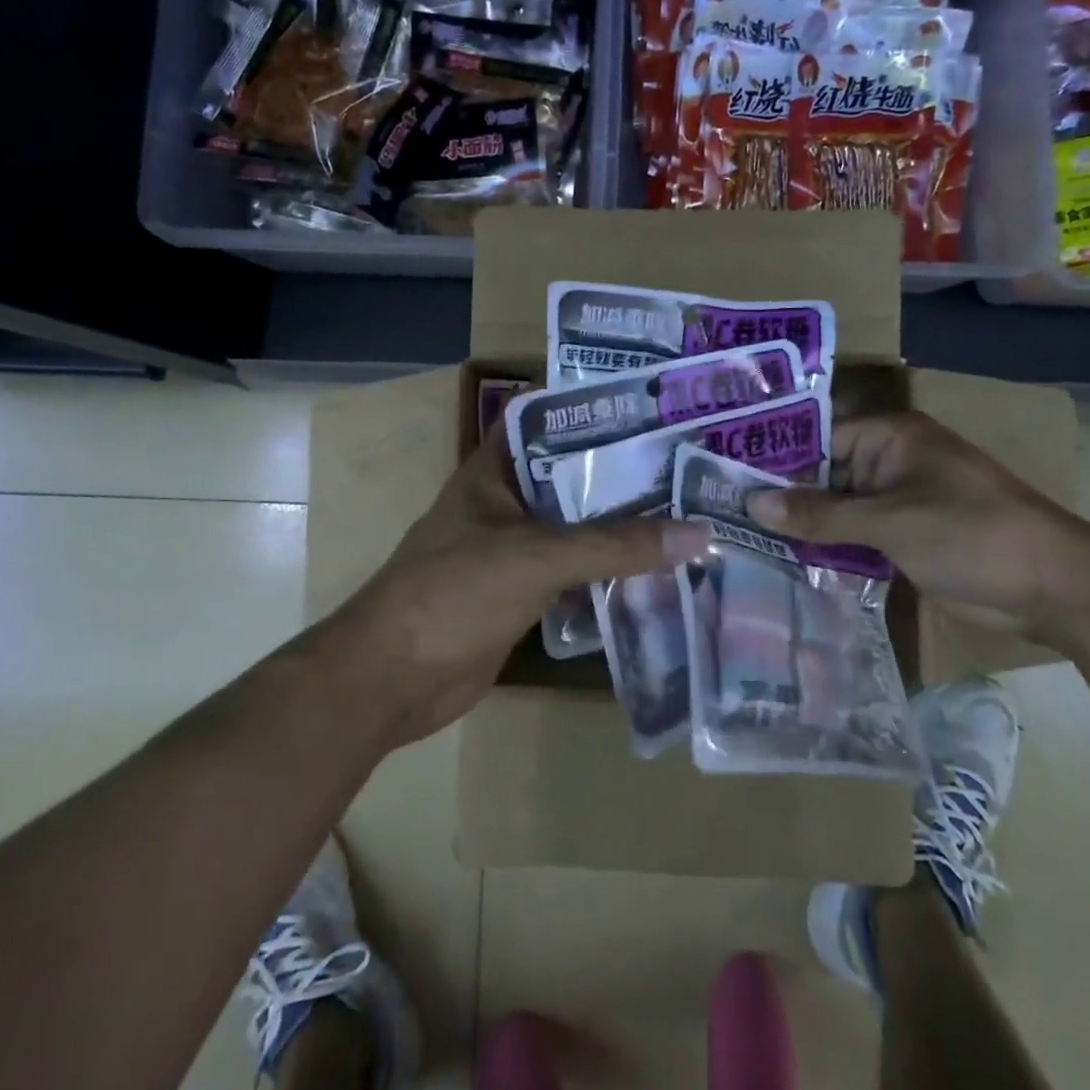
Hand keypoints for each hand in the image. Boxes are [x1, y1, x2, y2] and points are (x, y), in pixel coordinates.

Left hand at [332, 430, 707, 743]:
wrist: (391, 680)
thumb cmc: (453, 594)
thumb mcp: (535, 557)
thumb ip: (614, 545)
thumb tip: (698, 533)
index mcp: (496, 471)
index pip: (550, 420)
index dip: (596, 409)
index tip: (654, 409)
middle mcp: (506, 503)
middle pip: (573, 477)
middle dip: (624, 473)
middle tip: (691, 464)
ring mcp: (513, 550)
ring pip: (578, 528)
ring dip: (622, 526)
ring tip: (689, 511)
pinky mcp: (523, 594)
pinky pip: (576, 573)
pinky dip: (610, 572)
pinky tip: (659, 570)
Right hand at [743, 411, 1089, 627]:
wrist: (1051, 587)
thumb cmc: (970, 533)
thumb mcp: (889, 521)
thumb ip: (820, 513)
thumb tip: (751, 504)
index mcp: (890, 437)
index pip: (817, 437)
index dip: (775, 457)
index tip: (726, 478)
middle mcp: (889, 462)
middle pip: (824, 474)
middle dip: (784, 496)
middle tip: (724, 514)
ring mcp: (898, 502)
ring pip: (838, 508)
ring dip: (805, 525)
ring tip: (742, 539)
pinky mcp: (905, 537)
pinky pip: (856, 535)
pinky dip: (830, 547)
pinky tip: (787, 563)